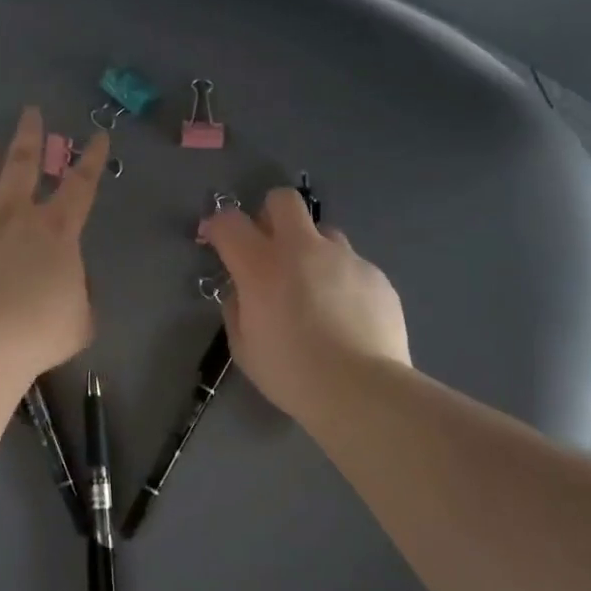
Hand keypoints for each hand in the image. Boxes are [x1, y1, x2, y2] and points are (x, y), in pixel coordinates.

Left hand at [0, 108, 109, 378]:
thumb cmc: (40, 330)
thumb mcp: (80, 319)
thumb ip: (79, 295)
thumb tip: (68, 285)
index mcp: (55, 230)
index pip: (80, 185)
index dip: (91, 159)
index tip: (97, 136)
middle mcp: (13, 217)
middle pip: (21, 164)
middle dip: (29, 135)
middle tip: (30, 112)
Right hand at [200, 188, 409, 413]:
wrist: (361, 390)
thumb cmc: (291, 373)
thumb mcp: (244, 348)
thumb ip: (236, 310)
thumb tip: (242, 292)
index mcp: (261, 266)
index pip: (230, 222)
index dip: (217, 225)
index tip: (215, 238)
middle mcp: (303, 249)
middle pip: (283, 201)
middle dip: (270, 214)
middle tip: (269, 248)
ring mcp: (345, 258)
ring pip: (323, 233)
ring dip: (311, 250)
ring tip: (314, 289)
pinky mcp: (376, 275)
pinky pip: (352, 266)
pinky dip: (341, 281)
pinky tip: (346, 316)